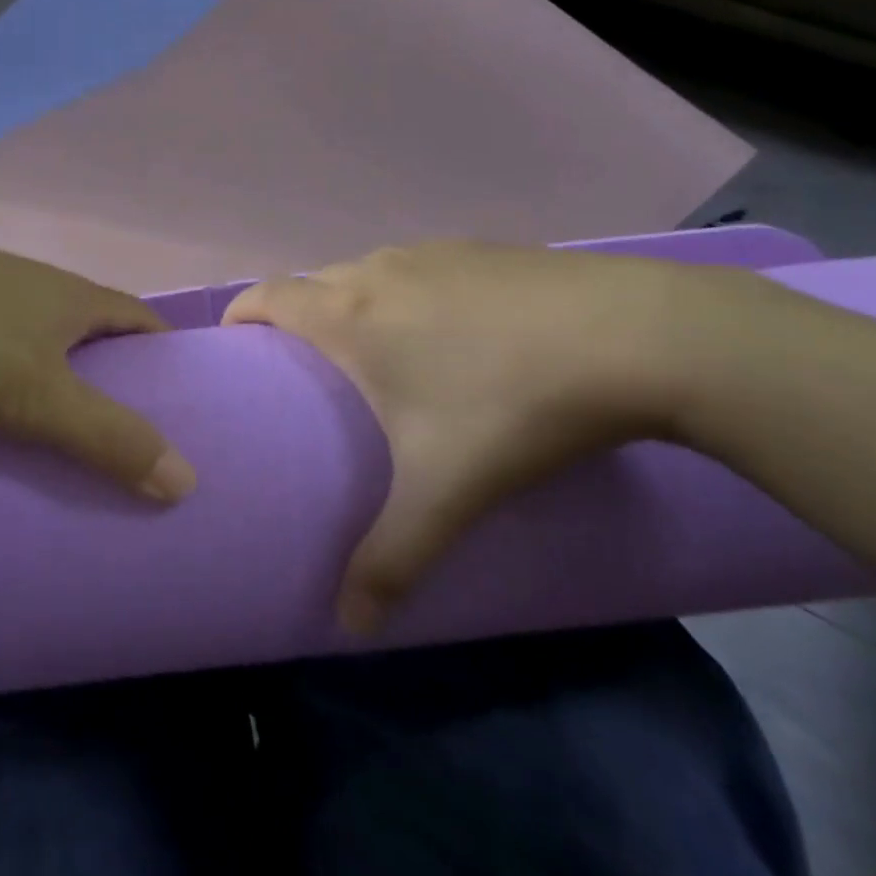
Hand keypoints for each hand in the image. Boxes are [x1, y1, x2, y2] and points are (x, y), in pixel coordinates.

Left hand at [0, 222, 196, 501]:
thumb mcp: (41, 397)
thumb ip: (110, 437)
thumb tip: (187, 479)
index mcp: (74, 296)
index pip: (140, 318)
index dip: (164, 351)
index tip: (176, 394)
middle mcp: (39, 281)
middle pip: (92, 322)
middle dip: (112, 364)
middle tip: (119, 419)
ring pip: (40, 324)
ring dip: (57, 361)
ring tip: (55, 415)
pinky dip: (9, 357)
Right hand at [224, 242, 697, 631]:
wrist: (636, 335)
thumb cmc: (512, 405)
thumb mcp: (446, 491)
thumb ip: (391, 559)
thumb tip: (349, 626)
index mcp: (350, 313)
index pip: (266, 295)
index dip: (241, 317)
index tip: (239, 352)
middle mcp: (379, 269)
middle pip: (312, 283)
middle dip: (297, 318)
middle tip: (311, 374)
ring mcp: (434, 252)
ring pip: (367, 272)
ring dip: (355, 303)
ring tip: (379, 355)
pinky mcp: (483, 249)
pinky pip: (419, 267)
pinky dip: (408, 293)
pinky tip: (454, 334)